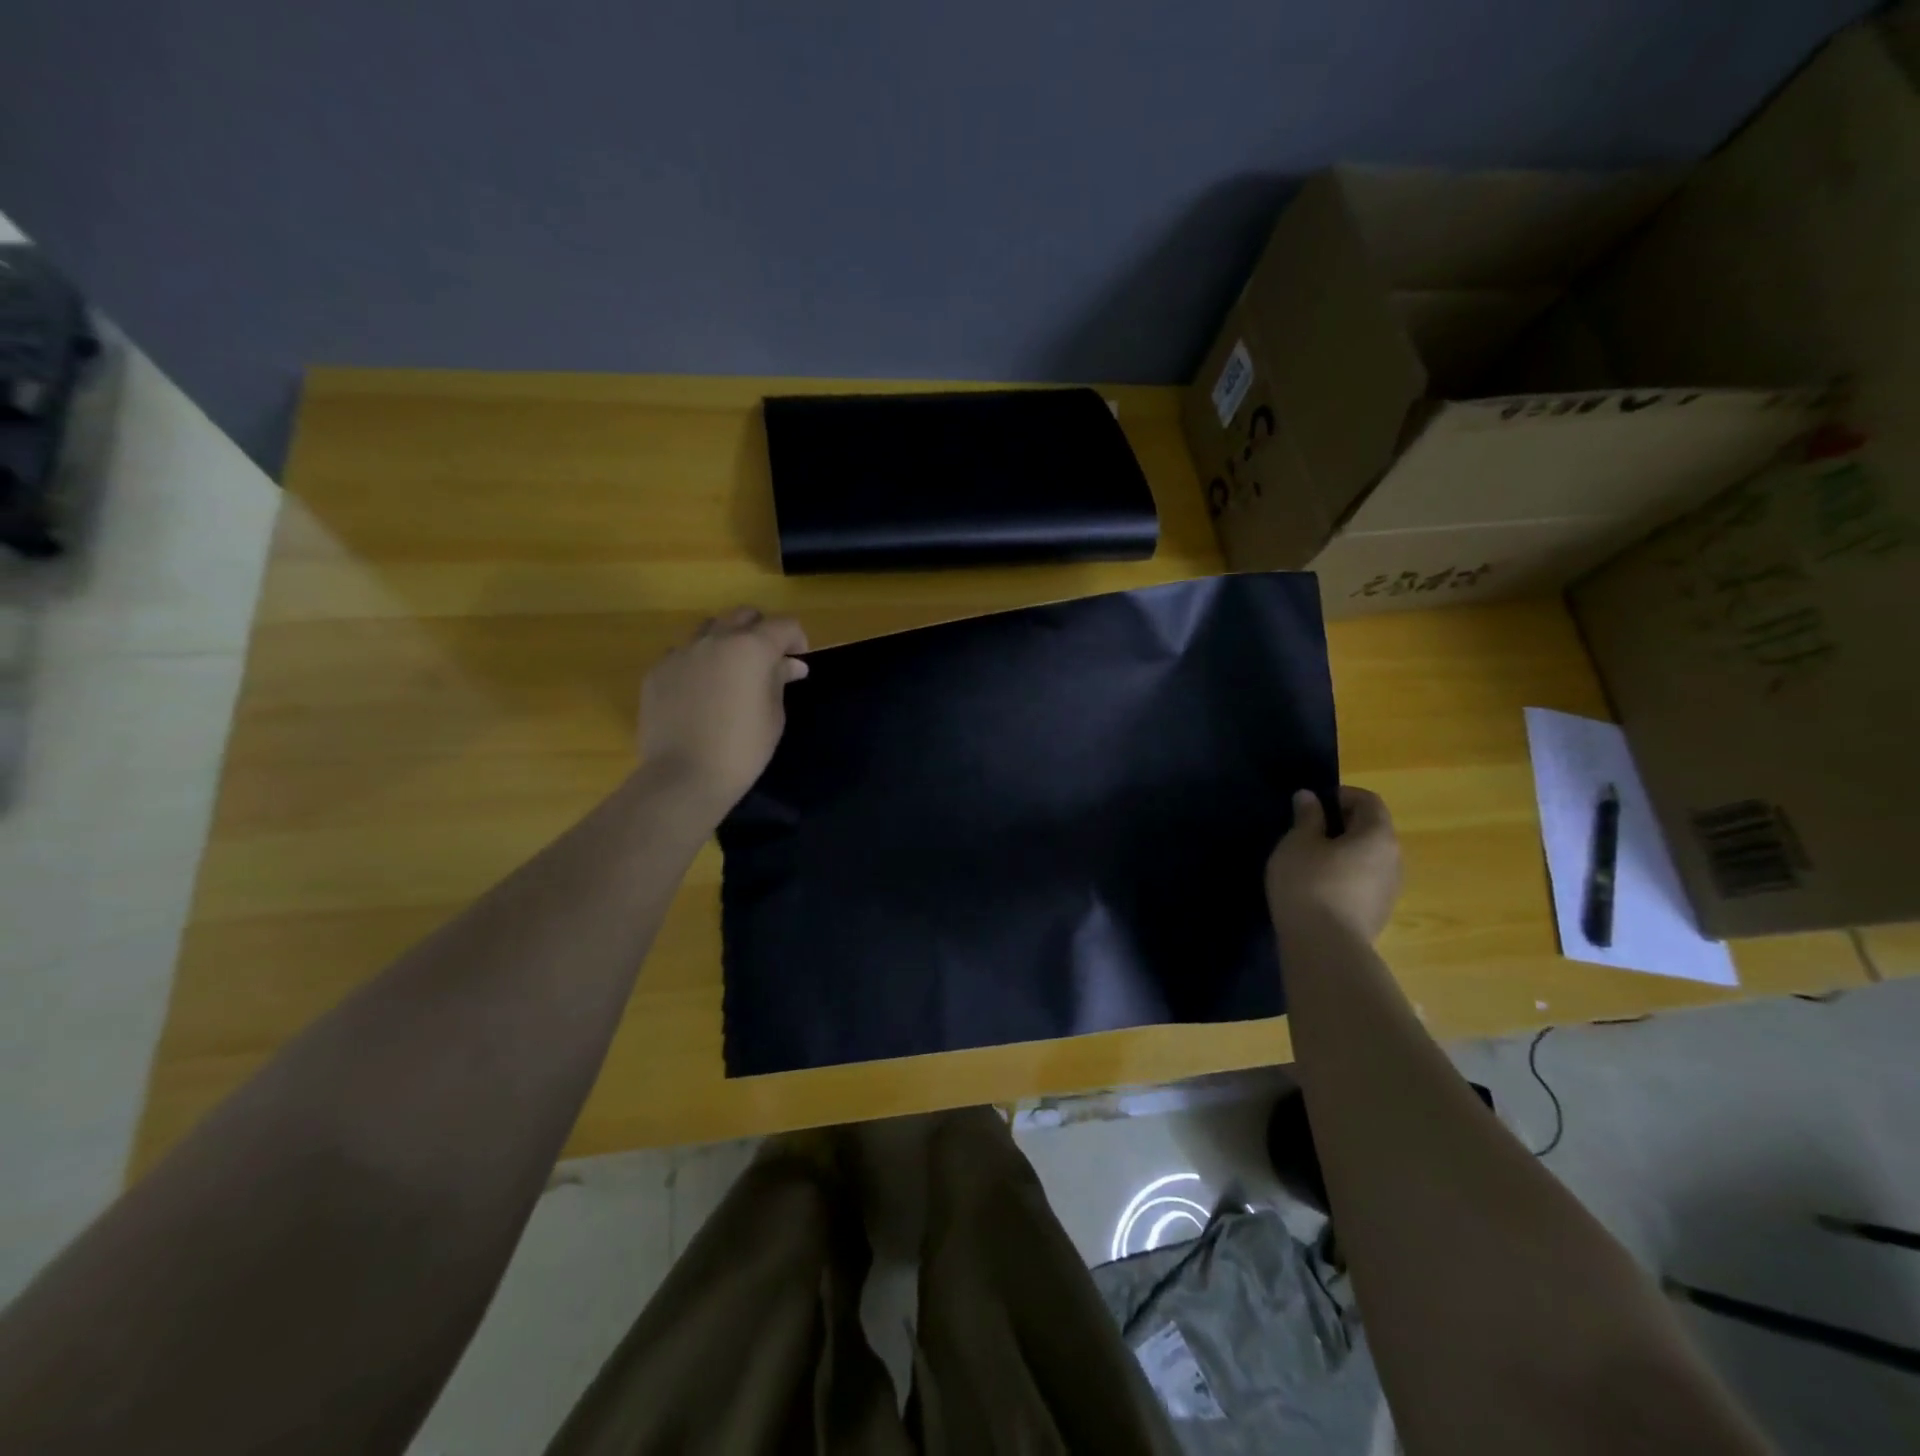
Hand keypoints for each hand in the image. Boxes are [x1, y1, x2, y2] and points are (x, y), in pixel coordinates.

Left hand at [639, 608, 807, 808]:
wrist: (684, 776)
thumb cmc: (742, 749)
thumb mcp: (773, 716)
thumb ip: (779, 680)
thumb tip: (790, 665)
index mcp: (751, 648)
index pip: (784, 625)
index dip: (797, 640)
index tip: (798, 662)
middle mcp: (715, 640)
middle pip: (745, 616)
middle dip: (762, 631)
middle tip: (768, 660)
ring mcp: (682, 652)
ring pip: (710, 628)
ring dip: (727, 640)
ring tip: (731, 670)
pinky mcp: (658, 671)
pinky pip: (683, 653)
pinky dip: (698, 661)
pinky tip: (700, 690)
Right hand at [1265, 786, 1401, 942]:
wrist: (1324, 947)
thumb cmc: (1309, 883)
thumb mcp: (1298, 843)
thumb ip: (1307, 817)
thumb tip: (1310, 798)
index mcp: (1378, 835)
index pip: (1368, 800)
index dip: (1341, 795)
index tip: (1312, 804)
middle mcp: (1394, 859)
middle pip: (1372, 829)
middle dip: (1342, 824)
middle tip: (1307, 832)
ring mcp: (1390, 889)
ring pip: (1368, 858)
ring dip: (1344, 852)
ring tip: (1310, 862)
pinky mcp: (1379, 913)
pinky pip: (1364, 882)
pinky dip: (1345, 875)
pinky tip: (1318, 888)